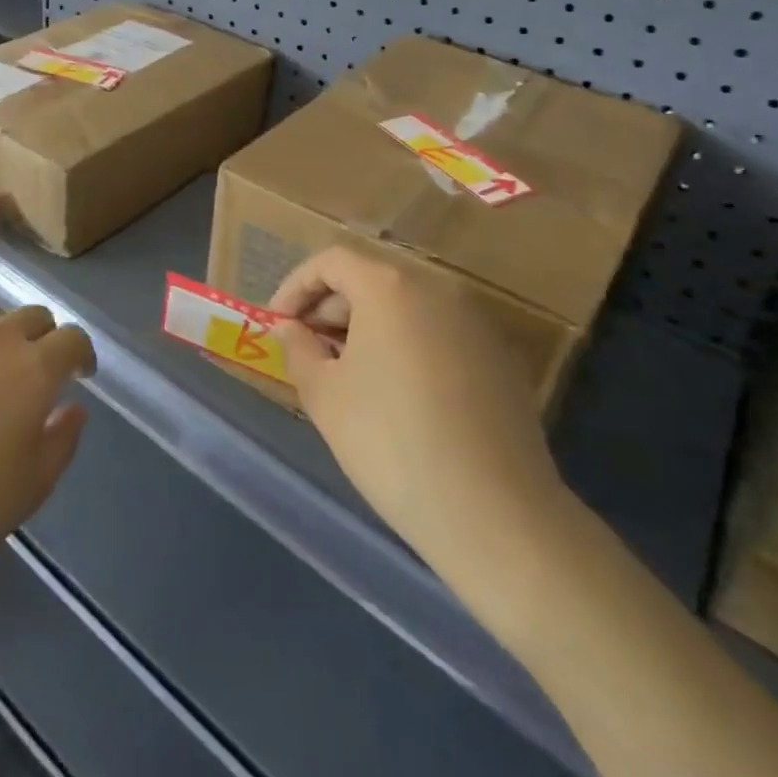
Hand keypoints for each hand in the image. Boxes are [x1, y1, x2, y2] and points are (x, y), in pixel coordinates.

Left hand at [0, 306, 94, 602]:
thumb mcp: (33, 486)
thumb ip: (62, 439)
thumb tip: (72, 408)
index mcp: (34, 369)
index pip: (72, 339)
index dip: (82, 354)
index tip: (80, 376)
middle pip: (33, 316)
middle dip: (45, 339)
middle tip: (39, 374)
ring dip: (3, 336)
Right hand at [269, 247, 570, 579]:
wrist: (497, 514)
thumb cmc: (392, 443)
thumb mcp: (325, 396)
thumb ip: (299, 350)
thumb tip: (292, 329)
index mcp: (390, 287)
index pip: (331, 262)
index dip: (296, 287)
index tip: (277, 323)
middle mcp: (437, 289)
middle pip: (371, 280)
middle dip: (330, 309)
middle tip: (306, 350)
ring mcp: (475, 322)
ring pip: (406, 308)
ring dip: (367, 328)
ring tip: (345, 374)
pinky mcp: (500, 358)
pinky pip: (437, 334)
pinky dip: (406, 347)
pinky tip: (396, 395)